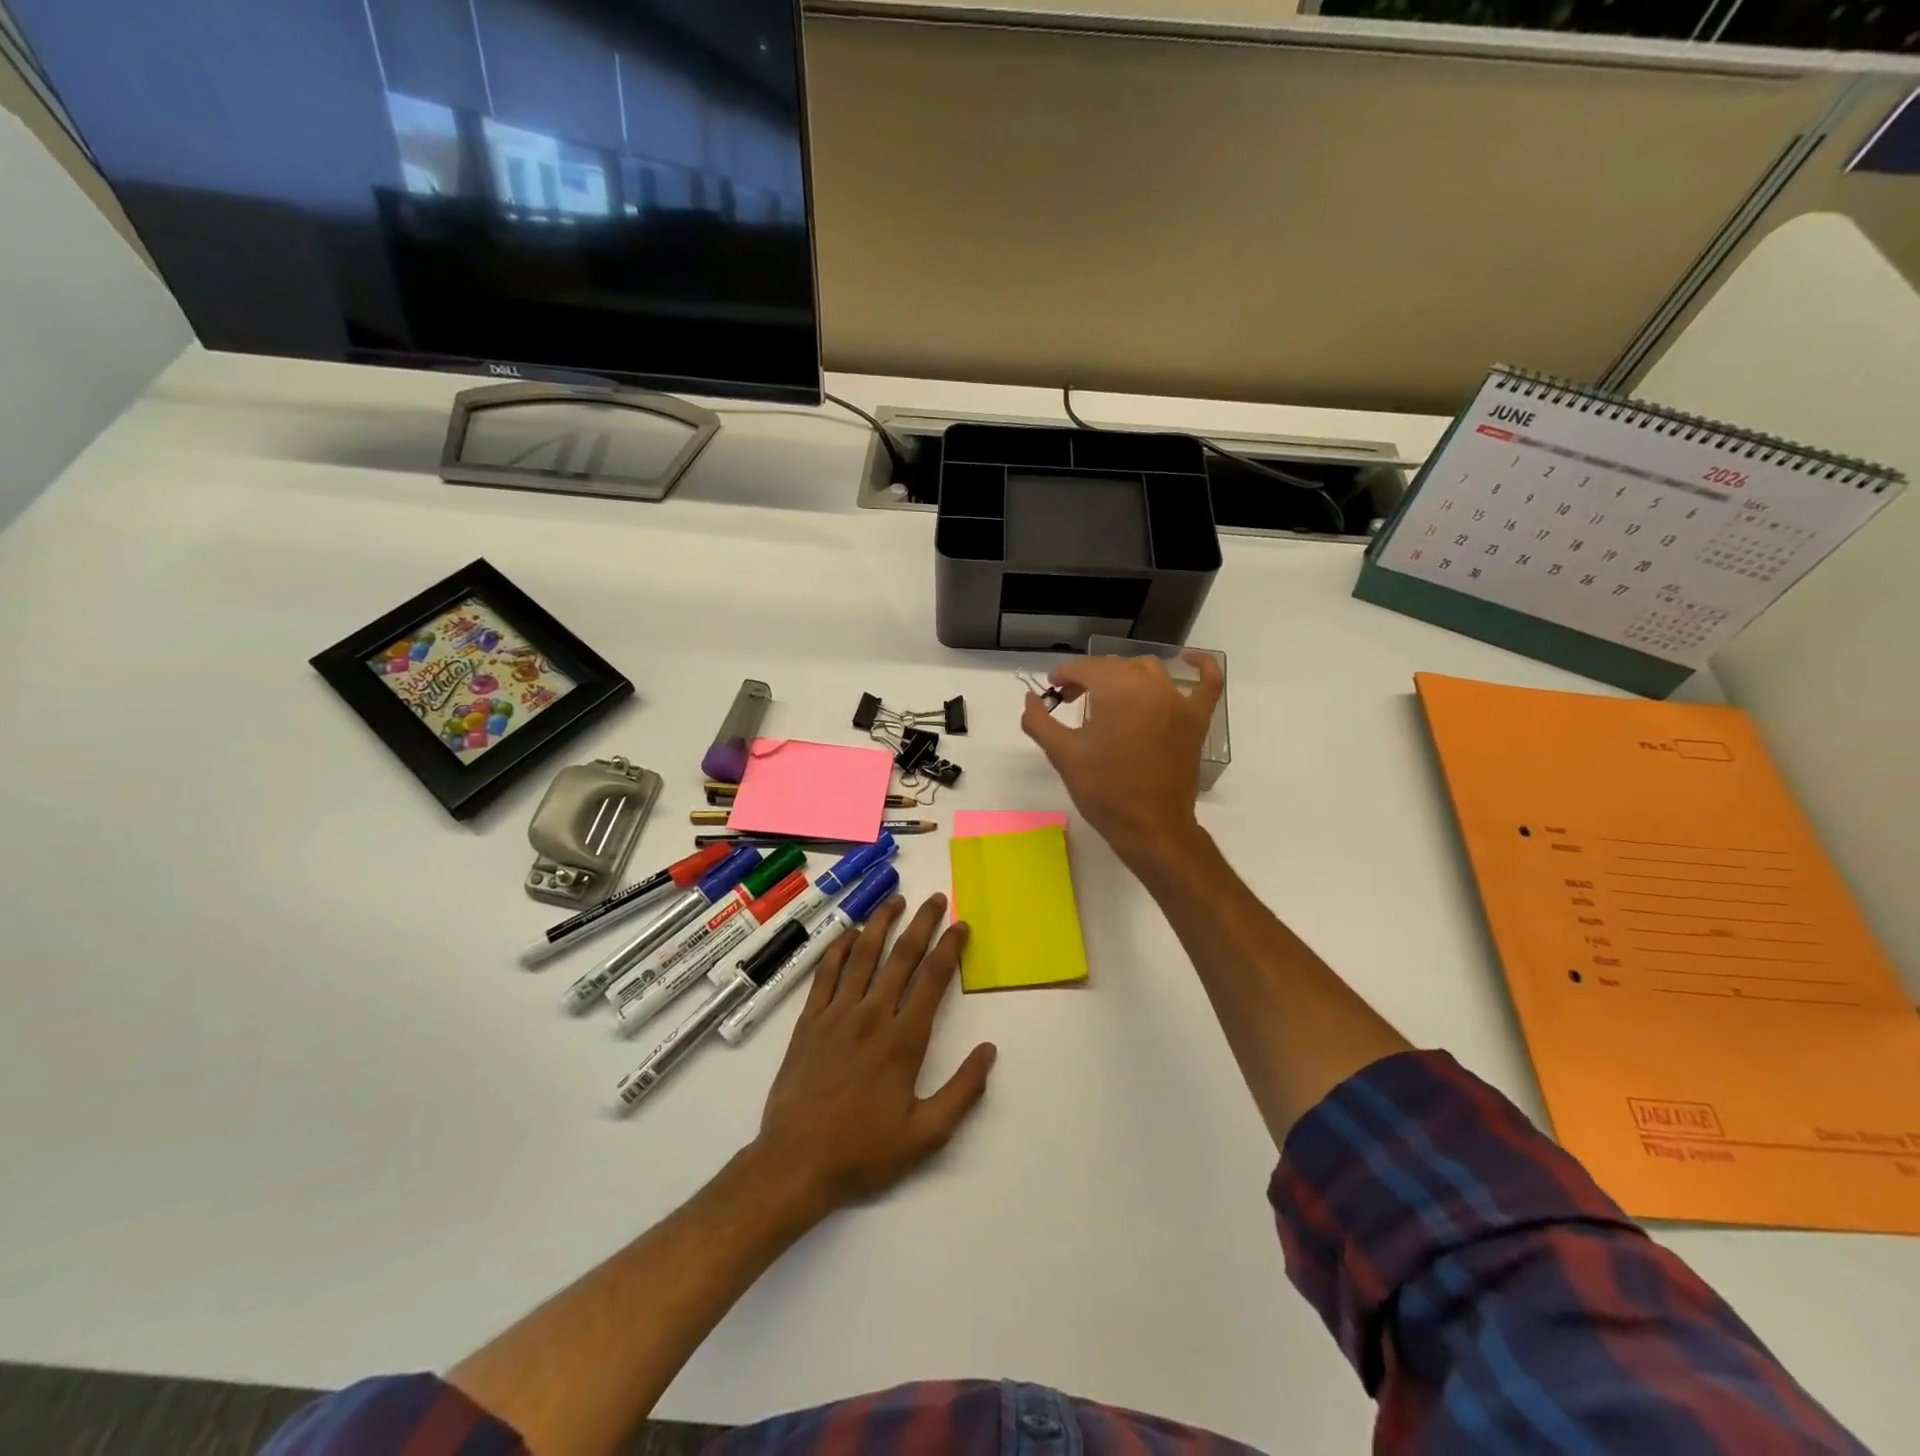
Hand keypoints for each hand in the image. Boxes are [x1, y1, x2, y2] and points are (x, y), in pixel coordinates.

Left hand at [753, 893, 996, 1215]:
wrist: (795, 1163)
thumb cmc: (863, 1151)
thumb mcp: (926, 1135)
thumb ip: (962, 1091)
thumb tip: (989, 1051)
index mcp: (903, 1040)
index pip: (932, 979)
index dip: (950, 948)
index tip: (961, 926)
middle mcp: (872, 1015)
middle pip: (901, 957)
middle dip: (922, 923)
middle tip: (936, 899)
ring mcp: (836, 1014)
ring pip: (862, 955)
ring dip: (881, 924)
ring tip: (895, 900)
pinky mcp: (809, 1021)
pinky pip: (826, 973)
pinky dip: (839, 948)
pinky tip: (849, 934)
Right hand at [1021, 652, 1221, 871]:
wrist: (1150, 827)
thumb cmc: (1104, 790)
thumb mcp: (1063, 754)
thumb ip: (1039, 721)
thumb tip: (1030, 699)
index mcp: (1117, 690)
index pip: (1085, 668)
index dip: (1064, 676)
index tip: (1053, 692)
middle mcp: (1150, 686)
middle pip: (1114, 667)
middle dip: (1089, 677)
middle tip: (1071, 700)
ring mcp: (1178, 701)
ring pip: (1149, 670)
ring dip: (1125, 674)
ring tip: (1108, 695)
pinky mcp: (1196, 720)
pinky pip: (1207, 684)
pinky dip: (1202, 667)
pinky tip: (1191, 660)